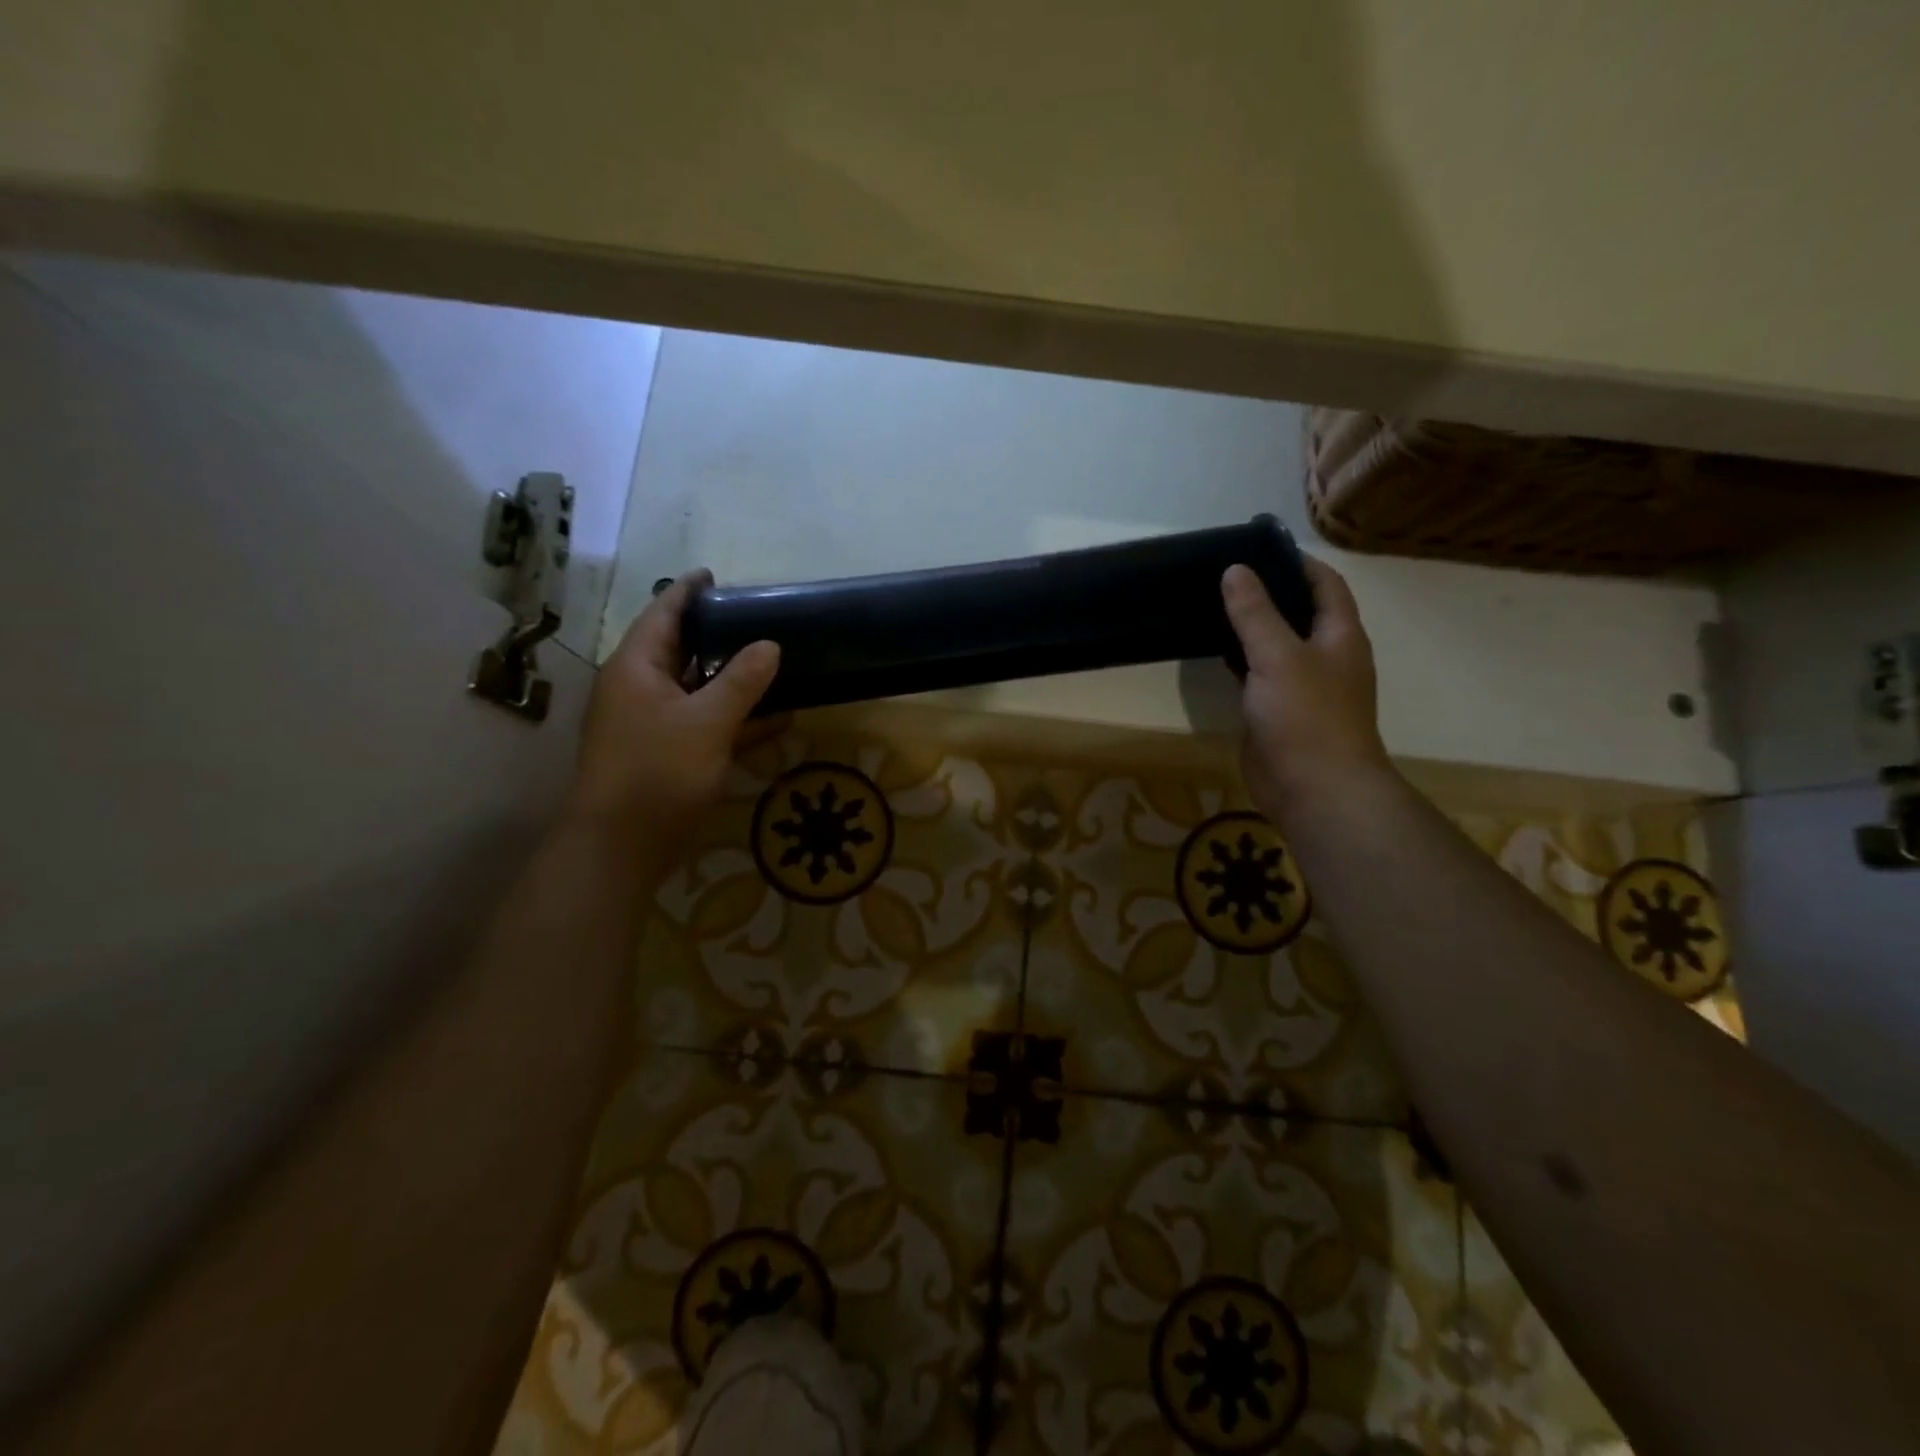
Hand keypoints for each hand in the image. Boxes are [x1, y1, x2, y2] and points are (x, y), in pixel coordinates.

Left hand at [563, 570, 780, 851]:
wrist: (620, 846)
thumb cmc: (658, 772)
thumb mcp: (707, 722)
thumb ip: (741, 682)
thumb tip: (770, 645)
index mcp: (637, 667)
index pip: (663, 613)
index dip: (689, 591)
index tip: (715, 575)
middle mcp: (638, 688)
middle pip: (678, 649)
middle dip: (715, 634)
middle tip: (756, 618)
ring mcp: (649, 723)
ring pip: (694, 688)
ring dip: (729, 678)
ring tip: (771, 661)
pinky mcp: (663, 753)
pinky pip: (701, 722)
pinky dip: (732, 717)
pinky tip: (773, 719)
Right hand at [1221, 556, 1389, 819]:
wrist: (1313, 789)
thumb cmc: (1306, 716)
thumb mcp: (1279, 656)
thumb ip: (1255, 613)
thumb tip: (1235, 570)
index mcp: (1339, 636)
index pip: (1325, 584)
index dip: (1296, 562)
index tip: (1256, 548)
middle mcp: (1324, 656)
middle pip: (1297, 612)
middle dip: (1266, 592)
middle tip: (1223, 574)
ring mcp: (1300, 686)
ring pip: (1273, 645)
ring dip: (1248, 627)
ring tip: (1210, 603)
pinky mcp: (1275, 711)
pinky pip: (1256, 675)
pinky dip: (1237, 660)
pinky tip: (1210, 649)